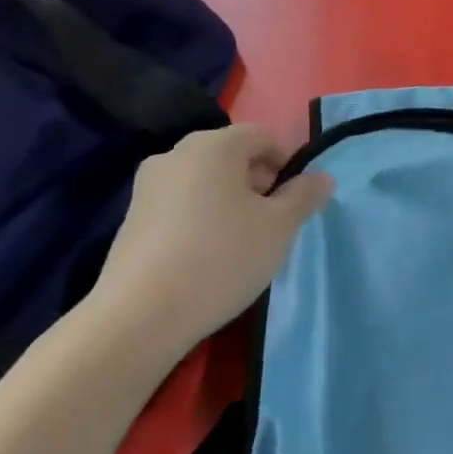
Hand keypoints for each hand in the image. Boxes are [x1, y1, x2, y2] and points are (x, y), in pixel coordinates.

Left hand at [83, 125, 332, 363]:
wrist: (139, 317)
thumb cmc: (222, 257)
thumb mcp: (280, 227)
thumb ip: (304, 195)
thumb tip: (320, 177)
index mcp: (215, 145)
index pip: (264, 136)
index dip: (288, 163)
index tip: (296, 201)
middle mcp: (177, 153)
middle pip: (233, 155)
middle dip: (259, 182)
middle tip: (273, 222)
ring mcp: (148, 186)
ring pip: (206, 180)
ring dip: (231, 200)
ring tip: (243, 242)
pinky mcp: (131, 218)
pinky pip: (181, 204)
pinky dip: (202, 217)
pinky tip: (208, 256)